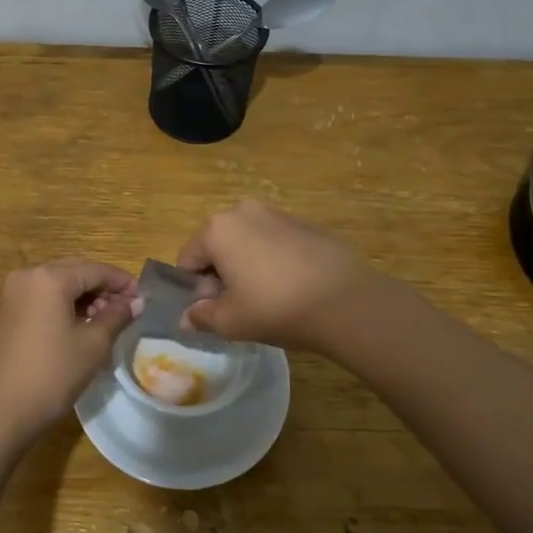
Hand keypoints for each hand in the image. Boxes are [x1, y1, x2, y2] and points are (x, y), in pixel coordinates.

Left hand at [0, 261, 140, 443]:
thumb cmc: (52, 373)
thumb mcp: (92, 344)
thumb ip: (116, 316)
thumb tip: (136, 302)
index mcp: (50, 277)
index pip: (95, 269)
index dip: (122, 282)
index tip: (143, 298)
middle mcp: (29, 276)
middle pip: (75, 273)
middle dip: (103, 289)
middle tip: (127, 310)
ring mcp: (15, 294)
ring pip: (59, 286)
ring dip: (85, 298)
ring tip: (107, 321)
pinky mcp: (9, 313)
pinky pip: (45, 299)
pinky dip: (66, 307)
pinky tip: (82, 327)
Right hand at [177, 200, 383, 352]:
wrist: (345, 300)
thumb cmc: (275, 308)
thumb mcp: (230, 321)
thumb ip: (202, 316)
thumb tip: (187, 318)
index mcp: (217, 229)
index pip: (188, 259)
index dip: (195, 289)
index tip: (214, 310)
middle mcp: (243, 211)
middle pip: (218, 245)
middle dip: (221, 274)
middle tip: (240, 305)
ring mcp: (278, 213)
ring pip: (248, 241)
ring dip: (248, 265)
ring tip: (269, 297)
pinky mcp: (306, 223)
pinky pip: (276, 242)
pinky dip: (276, 260)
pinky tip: (293, 287)